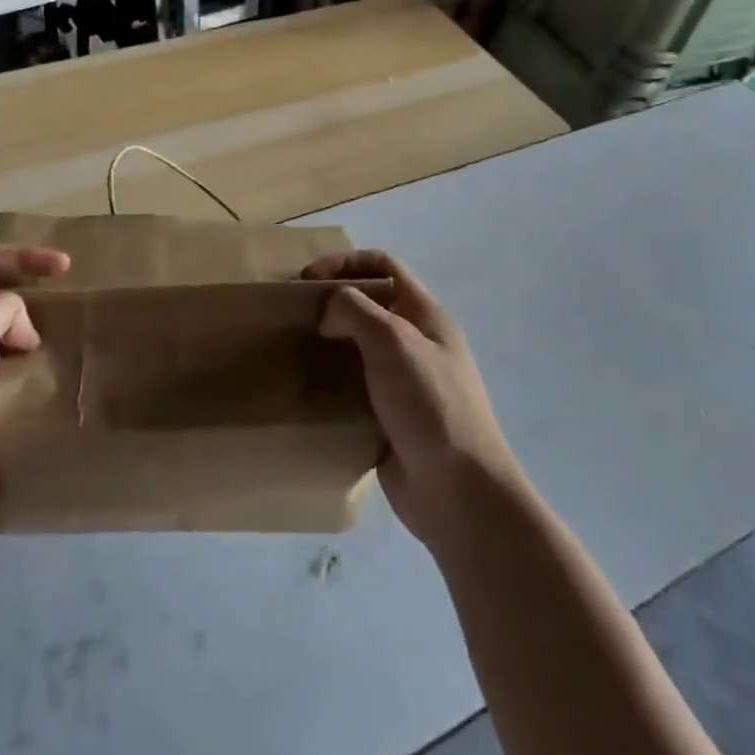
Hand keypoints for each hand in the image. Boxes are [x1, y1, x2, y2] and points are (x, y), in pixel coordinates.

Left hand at [0, 243, 69, 540]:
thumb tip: (20, 332)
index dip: (23, 256)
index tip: (64, 268)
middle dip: (29, 293)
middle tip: (64, 306)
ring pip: (3, 339)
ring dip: (34, 335)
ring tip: (64, 343)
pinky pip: (10, 379)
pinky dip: (33, 373)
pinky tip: (52, 384)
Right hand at [304, 250, 520, 553]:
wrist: (458, 492)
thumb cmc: (430, 403)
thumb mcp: (393, 340)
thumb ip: (355, 310)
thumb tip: (329, 312)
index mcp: (426, 315)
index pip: (384, 265)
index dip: (345, 262)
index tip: (308, 279)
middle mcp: (416, 342)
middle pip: (369, 304)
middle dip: (332, 302)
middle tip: (296, 315)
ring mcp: (404, 382)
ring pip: (358, 347)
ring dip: (328, 343)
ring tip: (295, 350)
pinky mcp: (388, 418)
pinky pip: (354, 387)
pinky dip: (331, 383)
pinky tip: (308, 390)